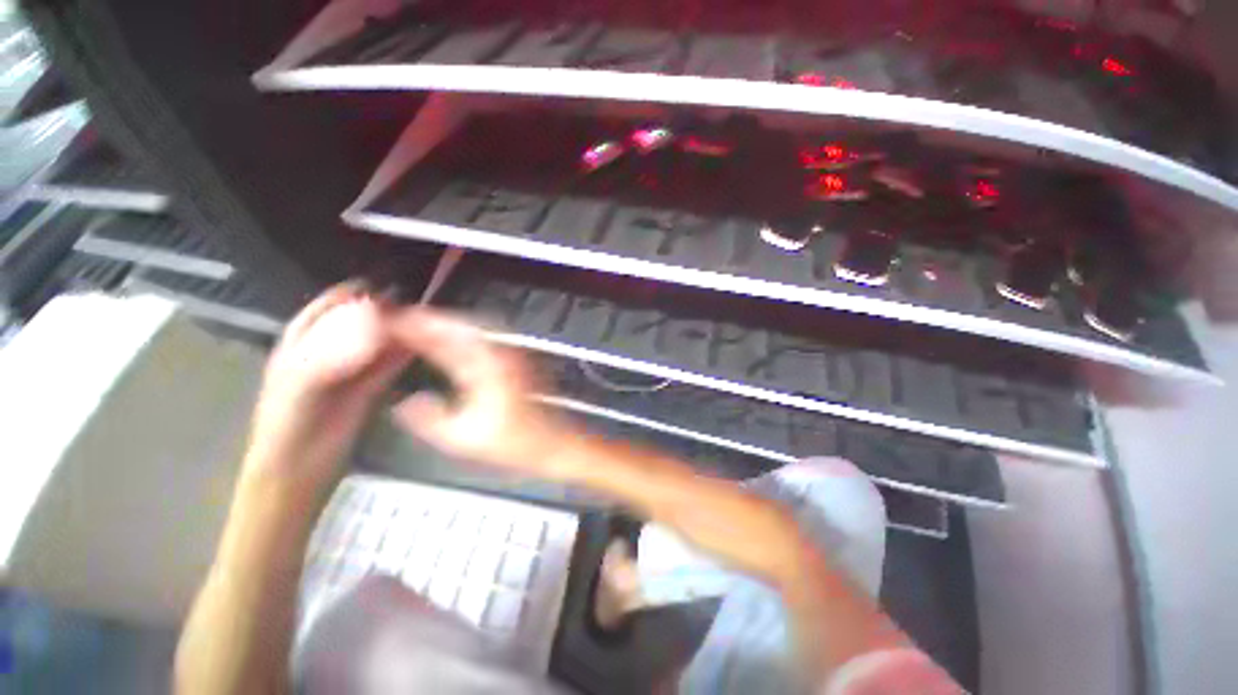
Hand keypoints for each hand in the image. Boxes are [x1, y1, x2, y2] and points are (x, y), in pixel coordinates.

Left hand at [245, 283, 409, 487]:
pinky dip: (406, 352)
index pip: (329, 307)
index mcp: (301, 342)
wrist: (298, 474)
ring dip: (400, 331)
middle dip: (386, 311)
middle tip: (416, 305)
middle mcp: (329, 350)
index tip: (387, 288)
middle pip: (360, 321)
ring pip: (379, 342)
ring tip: (427, 321)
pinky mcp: (371, 387)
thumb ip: (332, 355)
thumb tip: (374, 323)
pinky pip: (391, 363)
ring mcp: (352, 369)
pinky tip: (423, 345)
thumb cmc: (289, 431)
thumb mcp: (299, 389)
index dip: (355, 295)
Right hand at [387, 308, 573, 476]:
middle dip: (427, 320)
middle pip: (460, 324)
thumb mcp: (463, 438)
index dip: (415, 325)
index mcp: (488, 366)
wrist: (551, 443)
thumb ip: (428, 419)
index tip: (389, 321)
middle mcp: (501, 353)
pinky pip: (482, 339)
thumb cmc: (514, 442)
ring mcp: (510, 355)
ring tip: (415, 328)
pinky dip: (460, 336)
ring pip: (472, 328)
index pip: (446, 335)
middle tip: (397, 321)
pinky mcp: (514, 361)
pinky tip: (447, 345)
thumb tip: (403, 403)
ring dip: (444, 325)